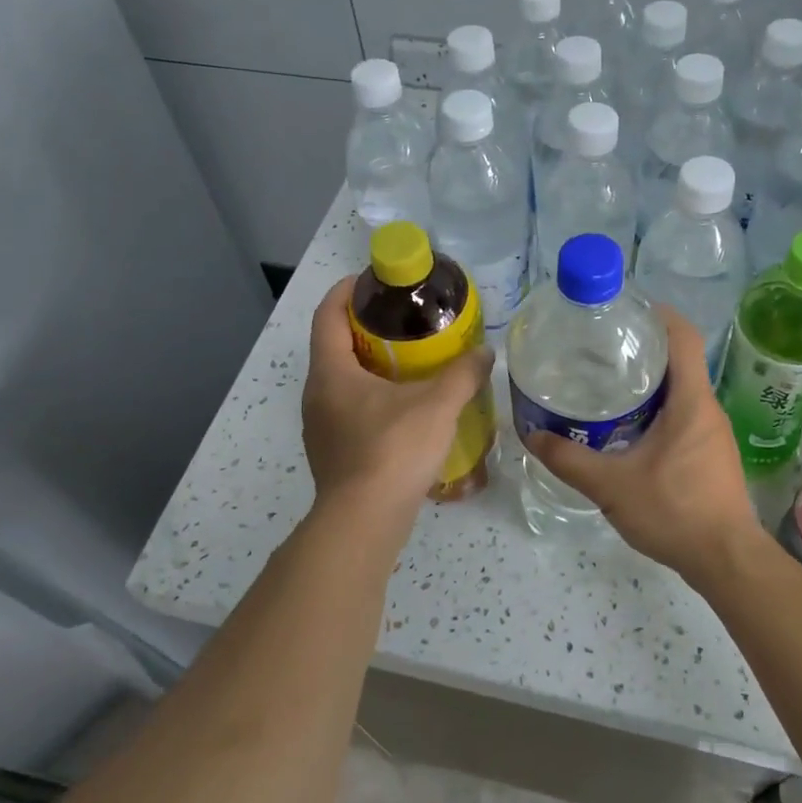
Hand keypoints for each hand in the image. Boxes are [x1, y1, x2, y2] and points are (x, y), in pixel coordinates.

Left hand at [302, 277, 494, 521]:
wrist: (365, 521)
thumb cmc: (394, 450)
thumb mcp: (438, 405)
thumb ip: (463, 374)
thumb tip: (485, 353)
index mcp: (331, 373)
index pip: (327, 316)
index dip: (345, 292)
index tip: (371, 281)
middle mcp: (316, 395)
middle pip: (334, 348)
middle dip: (365, 330)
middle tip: (403, 323)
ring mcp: (320, 428)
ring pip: (342, 384)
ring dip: (369, 369)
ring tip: (409, 366)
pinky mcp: (332, 455)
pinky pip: (349, 412)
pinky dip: (372, 400)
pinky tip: (404, 412)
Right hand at [525, 308, 765, 584]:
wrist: (725, 560)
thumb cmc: (674, 512)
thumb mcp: (611, 486)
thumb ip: (568, 460)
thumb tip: (532, 436)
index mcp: (691, 401)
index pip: (682, 337)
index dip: (657, 314)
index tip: (624, 309)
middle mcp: (707, 409)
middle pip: (679, 360)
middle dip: (642, 348)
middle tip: (598, 348)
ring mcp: (712, 433)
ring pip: (680, 390)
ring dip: (648, 381)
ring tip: (605, 384)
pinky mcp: (710, 454)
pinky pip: (683, 415)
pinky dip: (656, 408)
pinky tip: (625, 427)